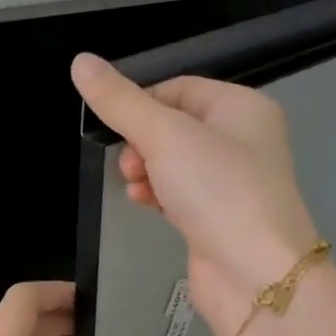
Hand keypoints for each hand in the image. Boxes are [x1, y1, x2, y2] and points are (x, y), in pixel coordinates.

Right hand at [71, 53, 319, 335]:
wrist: (254, 274)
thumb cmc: (217, 190)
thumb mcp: (164, 135)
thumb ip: (120, 101)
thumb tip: (80, 61)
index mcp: (242, 107)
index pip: (179, 88)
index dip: (141, 102)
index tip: (114, 126)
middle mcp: (242, 139)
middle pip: (174, 125)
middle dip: (141, 142)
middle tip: (130, 164)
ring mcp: (231, 182)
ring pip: (173, 162)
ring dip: (146, 170)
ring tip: (135, 186)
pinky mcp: (218, 217)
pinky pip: (179, 193)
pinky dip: (158, 194)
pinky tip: (144, 203)